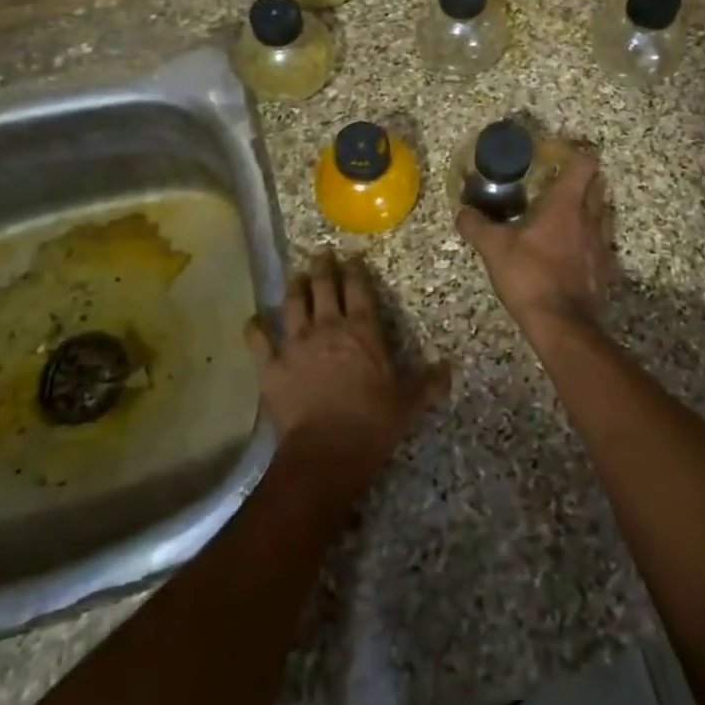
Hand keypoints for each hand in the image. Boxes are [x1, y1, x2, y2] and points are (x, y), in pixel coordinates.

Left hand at [245, 251, 450, 501]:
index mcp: (362, 330)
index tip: (352, 257)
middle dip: (323, 267)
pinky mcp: (271, 365)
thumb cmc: (372, 423)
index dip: (355, 270)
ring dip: (295, 287)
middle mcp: (328, 327)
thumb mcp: (408, 403)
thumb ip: (428, 383)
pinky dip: (256, 328)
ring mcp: (296, 343)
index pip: (358, 289)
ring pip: (293, 304)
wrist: (326, 450)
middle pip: (324, 287)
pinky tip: (254, 320)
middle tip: (321, 253)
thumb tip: (451, 369)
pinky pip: (259, 339)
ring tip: (296, 275)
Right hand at [455, 147, 616, 340]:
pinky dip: (592, 237)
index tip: (555, 156)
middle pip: (598, 184)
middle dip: (583, 178)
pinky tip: (574, 247)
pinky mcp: (606, 268)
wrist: (562, 324)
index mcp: (566, 205)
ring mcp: (602, 243)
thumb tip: (461, 211)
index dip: (574, 154)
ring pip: (604, 212)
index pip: (584, 164)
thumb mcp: (494, 249)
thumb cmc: (530, 276)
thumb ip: (476, 226)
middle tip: (558, 182)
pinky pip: (603, 242)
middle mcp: (590, 218)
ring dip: (591, 206)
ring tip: (567, 213)